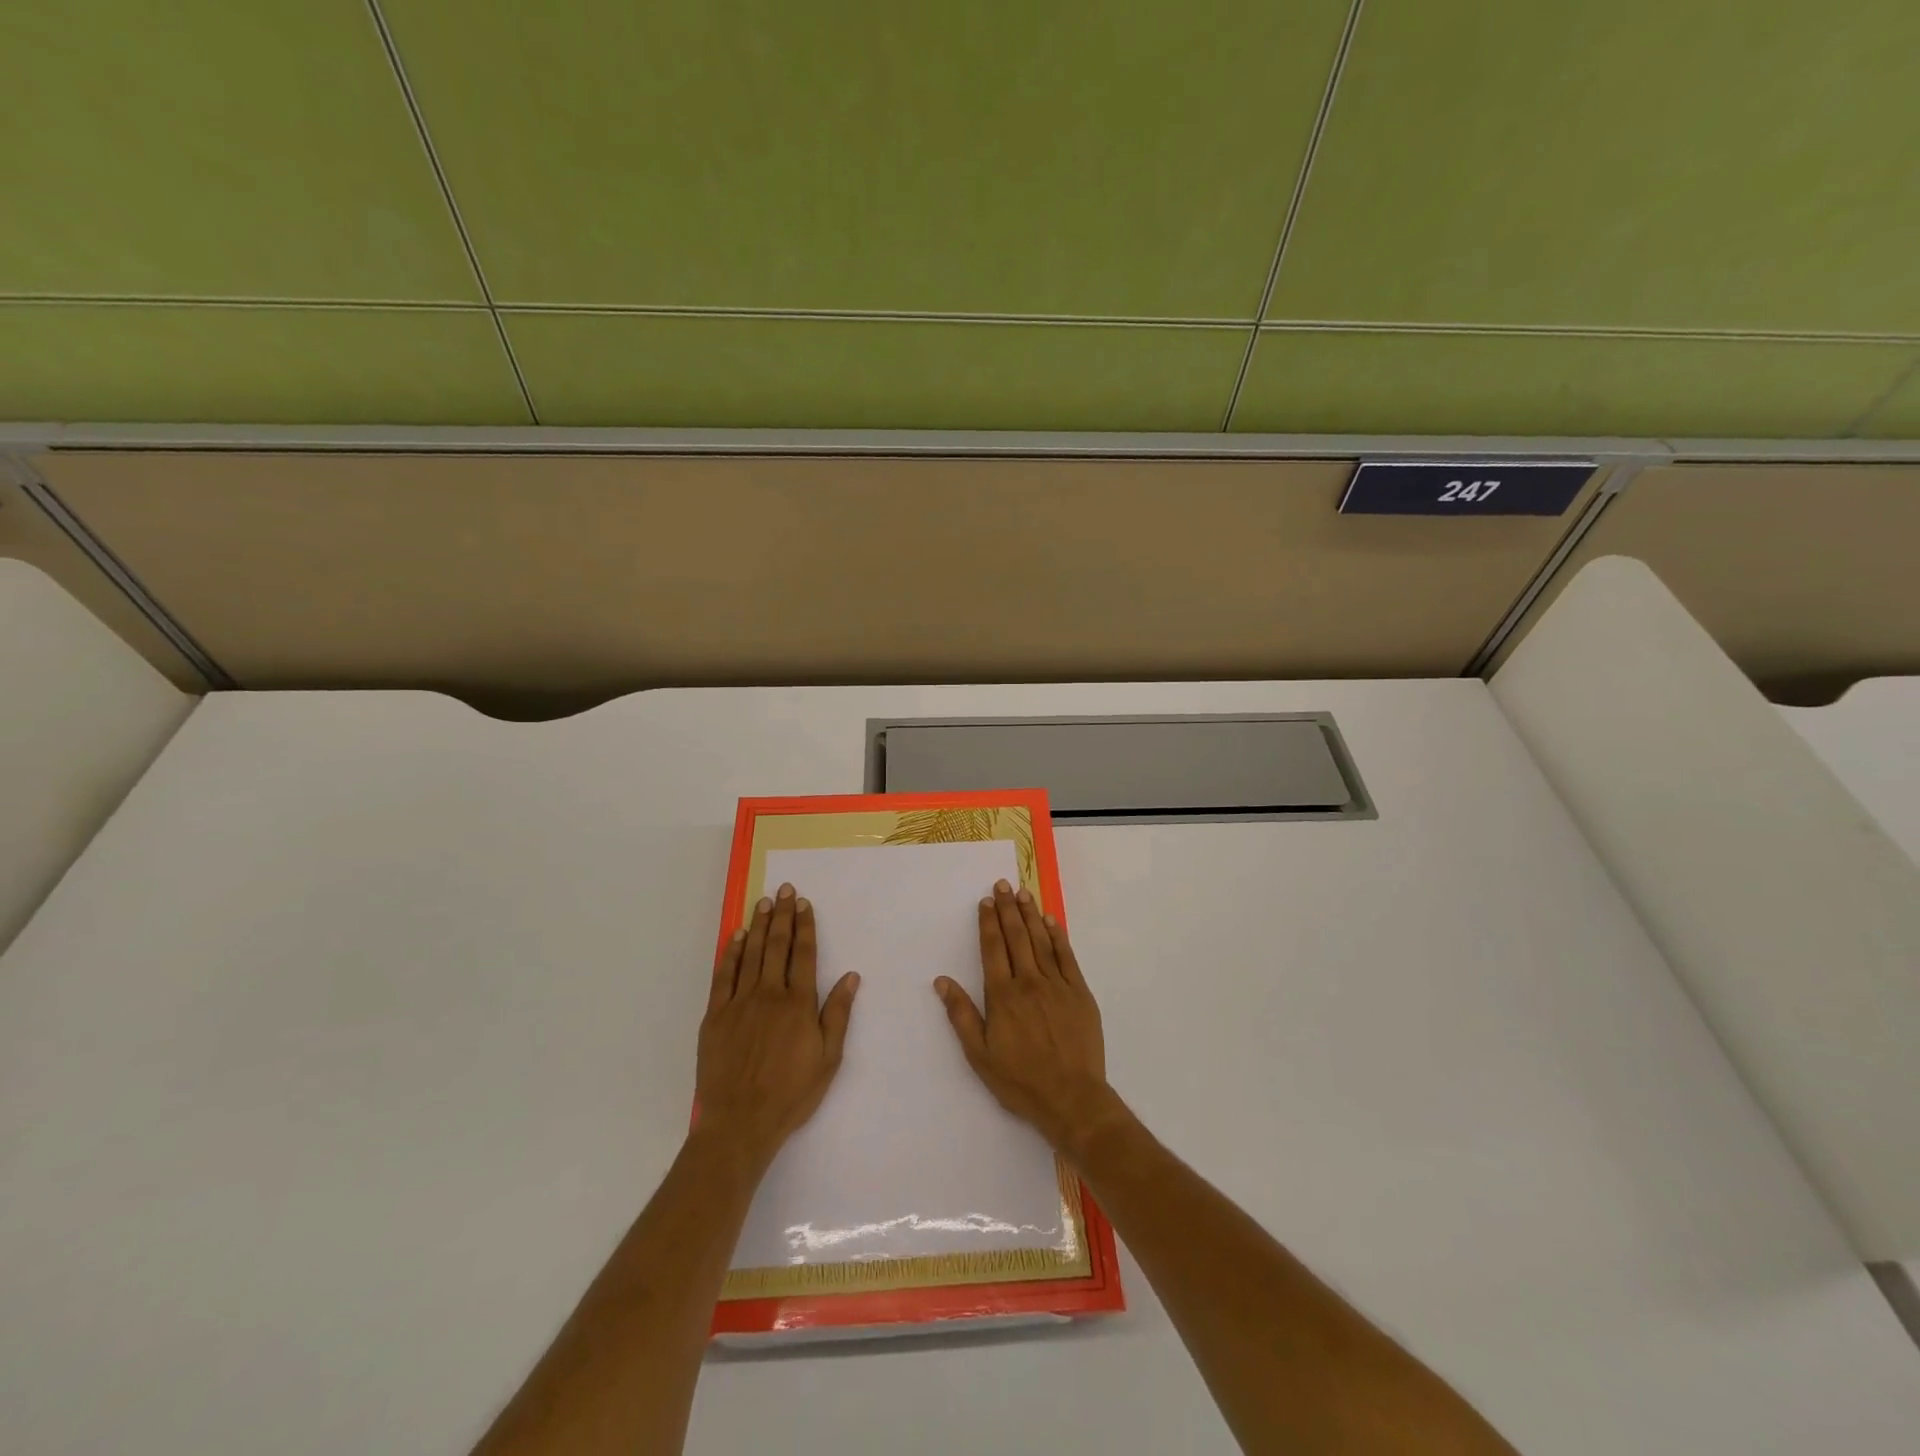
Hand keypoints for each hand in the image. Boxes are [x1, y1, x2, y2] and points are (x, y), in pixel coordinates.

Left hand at [696, 884, 859, 1170]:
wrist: (740, 1122)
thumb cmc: (791, 1093)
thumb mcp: (828, 1059)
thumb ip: (837, 1014)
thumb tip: (851, 976)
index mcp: (798, 1004)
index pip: (804, 954)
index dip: (805, 926)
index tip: (804, 904)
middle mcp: (769, 994)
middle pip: (776, 946)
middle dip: (782, 915)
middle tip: (784, 890)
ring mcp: (739, 1003)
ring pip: (750, 954)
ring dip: (757, 925)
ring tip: (764, 902)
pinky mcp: (715, 1016)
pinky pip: (723, 975)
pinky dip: (730, 953)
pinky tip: (735, 936)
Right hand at [934, 879, 1123, 1158]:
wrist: (1072, 1099)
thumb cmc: (1020, 1081)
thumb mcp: (980, 1056)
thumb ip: (962, 1015)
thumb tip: (942, 982)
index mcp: (1002, 997)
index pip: (992, 949)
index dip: (988, 923)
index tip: (986, 901)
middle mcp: (1029, 982)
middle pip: (1016, 937)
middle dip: (1008, 909)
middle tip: (1003, 885)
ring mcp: (1057, 985)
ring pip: (1041, 941)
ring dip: (1030, 915)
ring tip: (1023, 893)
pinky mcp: (1079, 993)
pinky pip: (1067, 957)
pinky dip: (1058, 936)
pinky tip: (1051, 921)